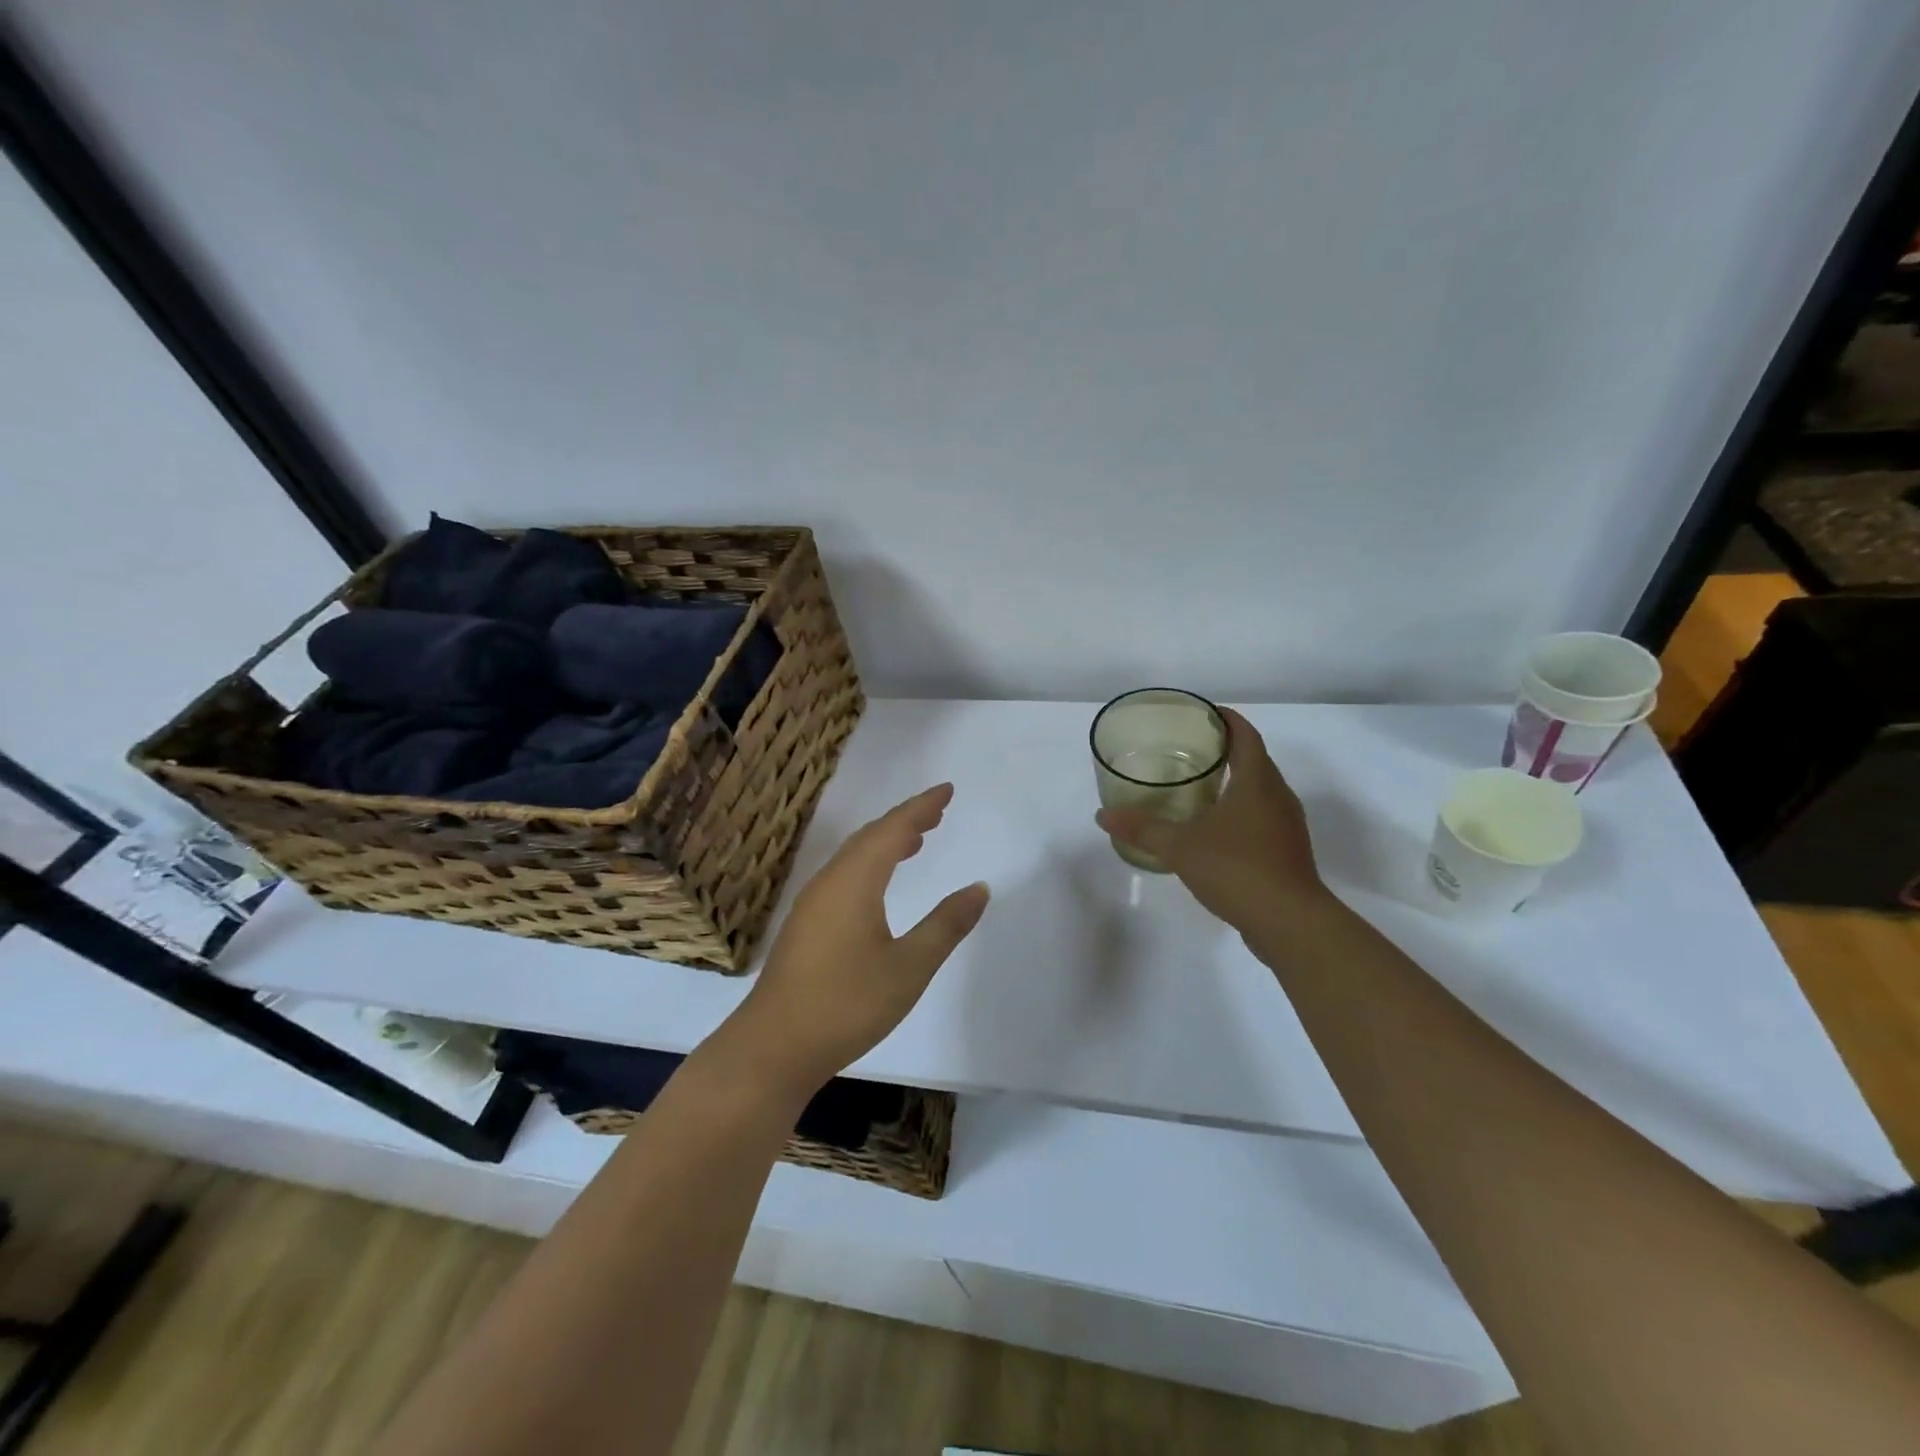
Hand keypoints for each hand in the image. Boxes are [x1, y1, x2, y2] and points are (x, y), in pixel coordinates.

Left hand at [729, 783, 988, 1096]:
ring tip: (916, 841)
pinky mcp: (805, 925)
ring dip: (885, 842)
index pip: (893, 829)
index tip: (947, 791)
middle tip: (937, 813)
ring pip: (853, 856)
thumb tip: (980, 888)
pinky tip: (879, 885)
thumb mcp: (909, 967)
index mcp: (854, 881)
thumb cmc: (847, 1003)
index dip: (921, 807)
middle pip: (870, 836)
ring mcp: (812, 903)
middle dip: (905, 820)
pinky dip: (869, 864)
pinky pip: (843, 875)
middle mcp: (830, 882)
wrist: (774, 1046)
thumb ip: (946, 924)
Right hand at [1096, 707, 1325, 934]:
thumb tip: (1103, 815)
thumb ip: (1142, 829)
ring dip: (1234, 783)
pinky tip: (1215, 831)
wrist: (1291, 923)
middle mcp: (1278, 797)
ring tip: (1198, 788)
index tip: (1202, 713)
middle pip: (1255, 760)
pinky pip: (1262, 819)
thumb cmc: (1238, 869)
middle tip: (1188, 749)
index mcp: (1258, 782)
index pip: (1245, 735)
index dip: (1226, 720)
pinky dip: (1240, 813)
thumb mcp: (1181, 847)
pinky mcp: (1288, 852)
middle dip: (1225, 750)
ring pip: (1260, 792)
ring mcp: (1287, 826)